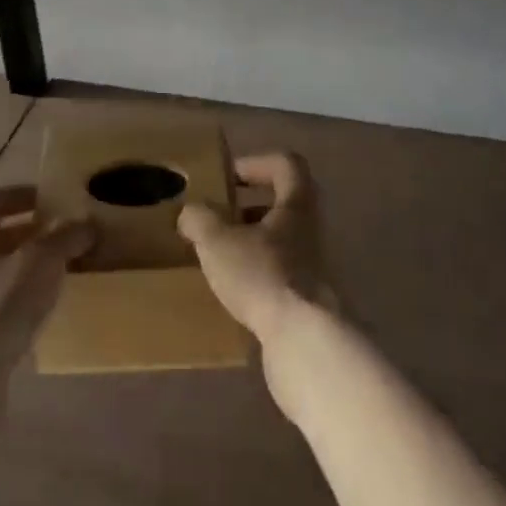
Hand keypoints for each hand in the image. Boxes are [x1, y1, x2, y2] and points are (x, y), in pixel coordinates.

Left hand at [0, 185, 92, 368]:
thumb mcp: (41, 262)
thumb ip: (65, 237)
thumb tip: (86, 223)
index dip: (20, 194)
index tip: (51, 199)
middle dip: (31, 234)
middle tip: (66, 237)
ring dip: (27, 270)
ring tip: (61, 276)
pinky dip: (20, 303)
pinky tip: (43, 316)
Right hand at [178, 152, 332, 345]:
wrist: (306, 342)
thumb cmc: (263, 275)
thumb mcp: (218, 241)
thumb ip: (200, 219)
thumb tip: (190, 213)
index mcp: (297, 204)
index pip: (286, 164)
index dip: (256, 163)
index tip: (228, 177)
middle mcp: (311, 231)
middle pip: (284, 204)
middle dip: (249, 208)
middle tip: (218, 218)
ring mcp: (314, 268)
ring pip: (281, 242)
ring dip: (251, 244)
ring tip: (218, 258)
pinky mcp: (309, 302)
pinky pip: (280, 276)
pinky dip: (257, 276)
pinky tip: (232, 292)